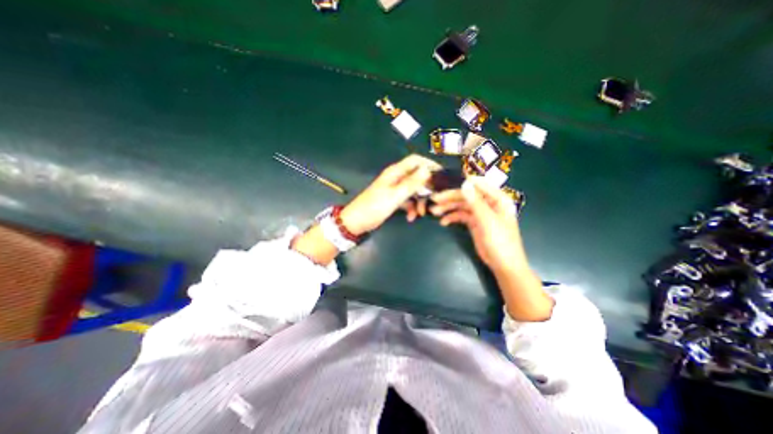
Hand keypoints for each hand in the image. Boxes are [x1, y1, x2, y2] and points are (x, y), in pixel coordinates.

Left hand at [339, 155, 439, 235]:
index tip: (441, 175)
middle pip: (417, 177)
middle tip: (434, 200)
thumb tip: (427, 169)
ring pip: (413, 191)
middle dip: (426, 189)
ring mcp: (394, 189)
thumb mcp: (395, 196)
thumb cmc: (374, 207)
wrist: (357, 222)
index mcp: (395, 172)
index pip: (415, 161)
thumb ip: (411, 183)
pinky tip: (411, 217)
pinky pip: (407, 200)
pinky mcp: (393, 199)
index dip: (429, 164)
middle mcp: (396, 178)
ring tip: (421, 214)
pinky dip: (411, 208)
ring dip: (419, 201)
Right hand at [432, 175, 528, 270]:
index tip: (446, 182)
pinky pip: (461, 216)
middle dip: (450, 197)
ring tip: (434, 211)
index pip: (479, 184)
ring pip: (462, 205)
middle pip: (467, 195)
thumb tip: (465, 183)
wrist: (503, 264)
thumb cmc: (500, 241)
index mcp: (497, 199)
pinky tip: (443, 222)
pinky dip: (452, 217)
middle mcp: (488, 203)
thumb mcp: (487, 220)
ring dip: (448, 207)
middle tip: (434, 199)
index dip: (463, 182)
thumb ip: (476, 202)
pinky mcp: (474, 222)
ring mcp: (480, 213)